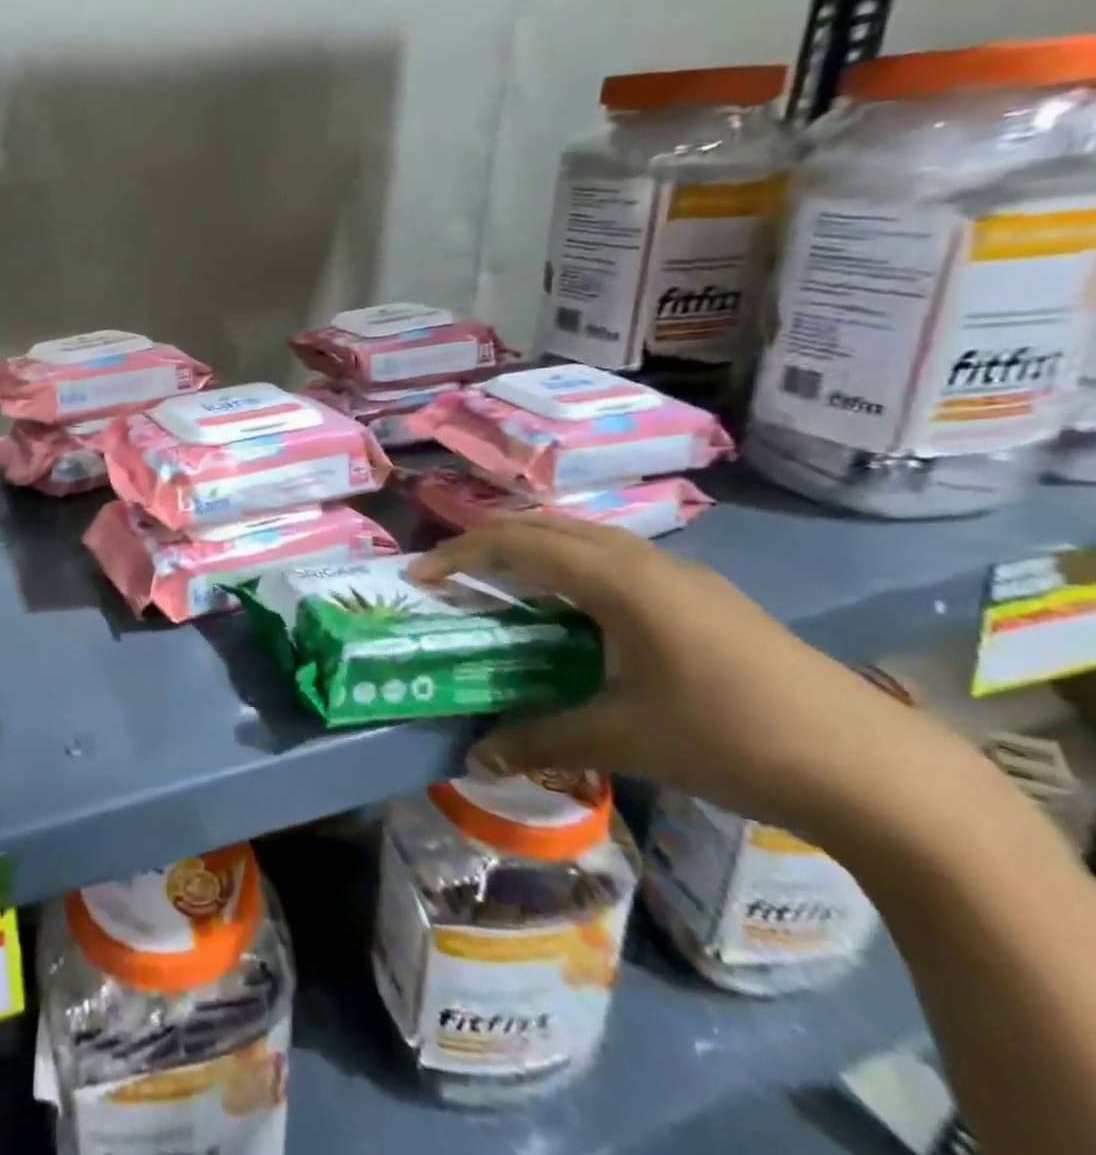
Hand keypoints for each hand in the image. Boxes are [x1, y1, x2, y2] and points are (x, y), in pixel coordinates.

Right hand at [408, 516, 940, 835]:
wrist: (876, 770)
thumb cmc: (734, 739)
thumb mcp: (625, 739)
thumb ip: (542, 738)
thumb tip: (477, 757)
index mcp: (620, 580)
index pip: (518, 543)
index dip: (460, 554)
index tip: (418, 576)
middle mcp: (646, 561)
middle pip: (548, 525)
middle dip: (489, 540)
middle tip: (448, 572)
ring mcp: (681, 575)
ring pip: (586, 536)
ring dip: (533, 548)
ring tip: (499, 582)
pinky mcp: (704, 597)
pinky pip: (615, 559)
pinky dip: (571, 566)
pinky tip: (572, 608)